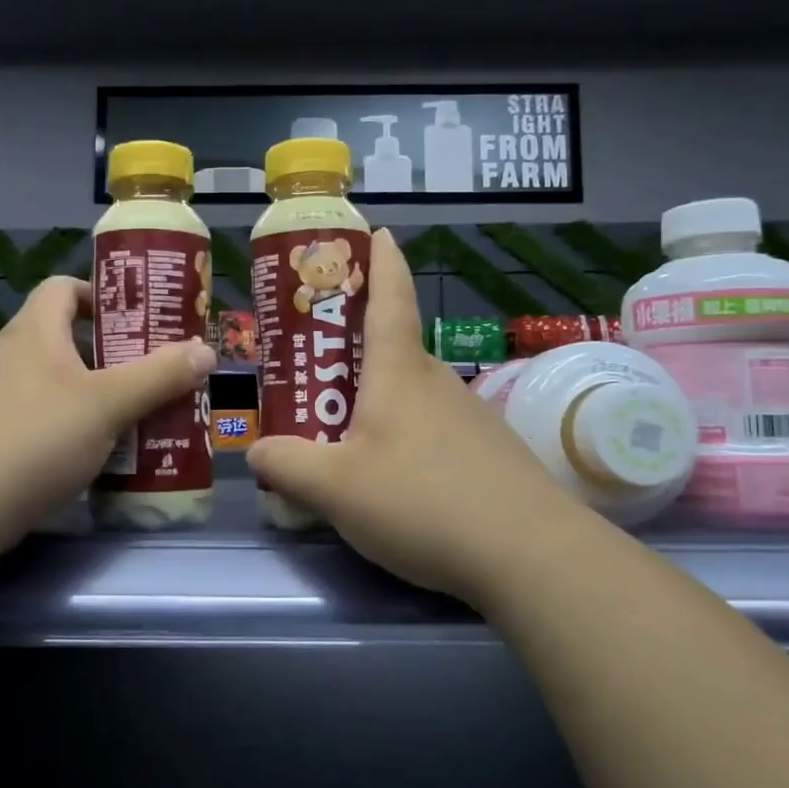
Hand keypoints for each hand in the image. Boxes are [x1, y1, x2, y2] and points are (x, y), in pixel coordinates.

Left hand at [0, 276, 214, 557]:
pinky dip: (73, 428)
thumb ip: (159, 376)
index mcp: (33, 331)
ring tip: (138, 415)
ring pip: (57, 384)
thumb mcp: (108, 404)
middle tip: (154, 372)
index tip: (138, 320)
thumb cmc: (36, 438)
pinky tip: (100, 455)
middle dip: (113, 354)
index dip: (101, 295)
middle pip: (65, 338)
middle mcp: (10, 356)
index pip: (63, 288)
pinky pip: (42, 419)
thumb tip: (205, 351)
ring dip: (97, 395)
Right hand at [247, 229, 582, 606]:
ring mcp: (470, 418)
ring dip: (377, 401)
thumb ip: (286, 466)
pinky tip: (393, 480)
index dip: (382, 262)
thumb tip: (257, 452)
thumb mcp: (334, 488)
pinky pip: (433, 431)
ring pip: (412, 395)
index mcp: (400, 372)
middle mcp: (438, 383)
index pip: (391, 297)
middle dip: (355, 349)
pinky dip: (405, 438)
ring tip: (342, 434)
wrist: (531, 555)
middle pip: (393, 350)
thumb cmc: (422, 500)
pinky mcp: (489, 454)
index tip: (379, 232)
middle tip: (315, 366)